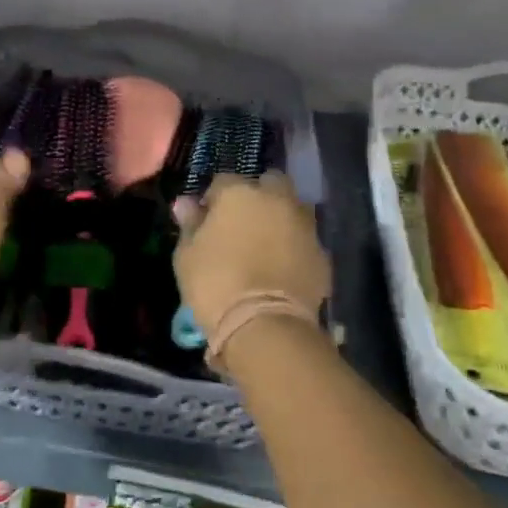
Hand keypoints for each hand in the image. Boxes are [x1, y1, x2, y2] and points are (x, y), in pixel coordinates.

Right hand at [173, 171, 330, 344]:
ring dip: (281, 218)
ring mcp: (304, 226)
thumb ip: (190, 224)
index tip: (206, 220)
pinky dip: (295, 248)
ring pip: (293, 209)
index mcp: (239, 194)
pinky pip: (305, 242)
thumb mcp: (187, 256)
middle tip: (243, 223)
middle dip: (258, 196)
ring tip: (265, 245)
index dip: (213, 200)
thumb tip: (186, 204)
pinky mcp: (322, 255)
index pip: (222, 181)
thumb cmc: (215, 284)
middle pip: (270, 183)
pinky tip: (282, 269)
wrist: (264, 325)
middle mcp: (276, 200)